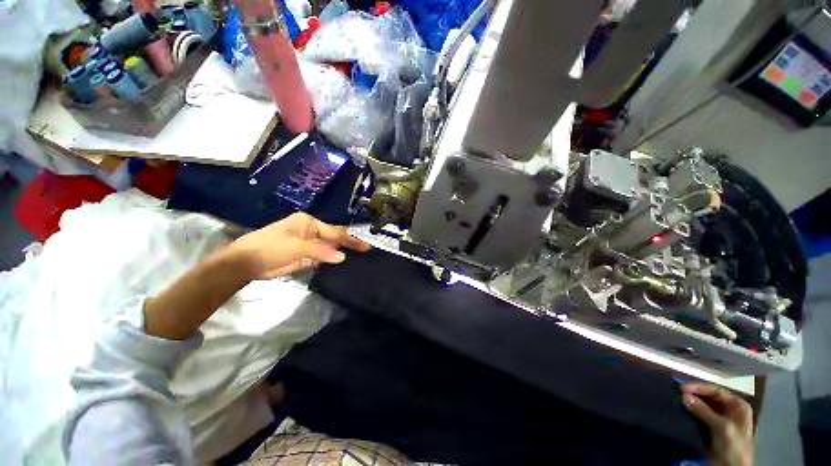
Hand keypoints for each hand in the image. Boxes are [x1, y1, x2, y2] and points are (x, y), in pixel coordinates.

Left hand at [230, 212, 369, 278]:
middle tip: (365, 253)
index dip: (350, 240)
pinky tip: (342, 266)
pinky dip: (331, 262)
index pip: (334, 232)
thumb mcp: (297, 247)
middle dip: (348, 246)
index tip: (365, 247)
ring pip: (329, 249)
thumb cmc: (270, 247)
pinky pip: (322, 258)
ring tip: (358, 260)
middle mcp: (311, 232)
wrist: (246, 263)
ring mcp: (308, 245)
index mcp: (309, 223)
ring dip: (340, 255)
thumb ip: (321, 251)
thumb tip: (342, 257)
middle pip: (334, 239)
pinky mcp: (305, 256)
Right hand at [681, 383, 753, 465]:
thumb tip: (683, 395)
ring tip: (676, 399)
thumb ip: (703, 411)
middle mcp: (730, 410)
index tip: (681, 387)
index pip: (716, 391)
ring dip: (691, 403)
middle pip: (709, 398)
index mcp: (738, 406)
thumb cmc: (734, 445)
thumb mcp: (721, 427)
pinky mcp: (711, 429)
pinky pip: (700, 416)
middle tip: (676, 392)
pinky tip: (681, 410)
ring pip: (703, 406)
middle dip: (694, 394)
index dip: (699, 388)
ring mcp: (721, 420)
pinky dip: (690, 412)